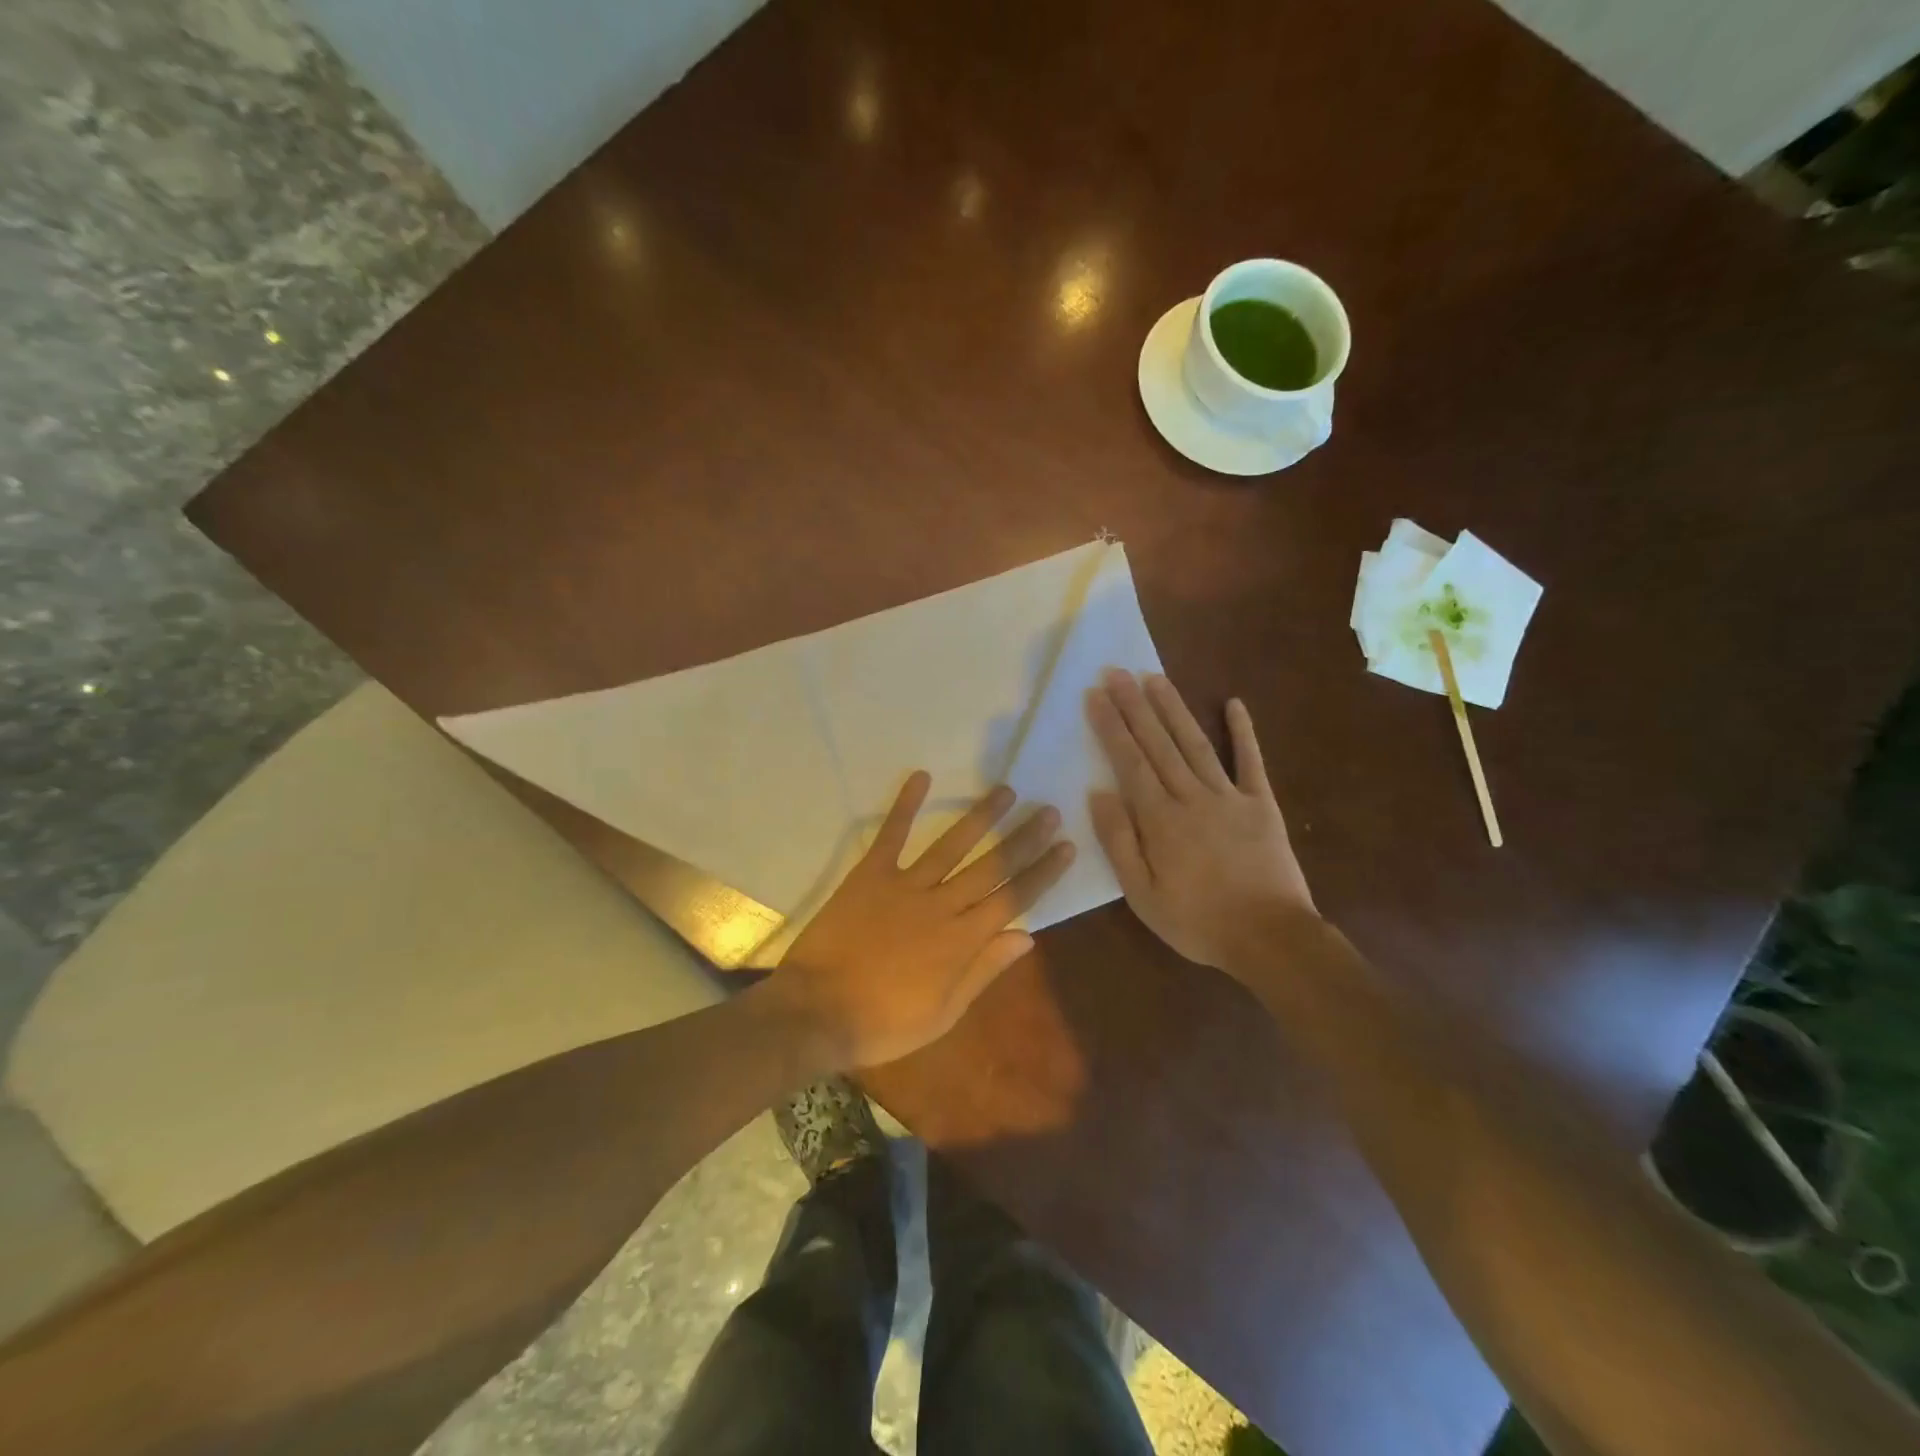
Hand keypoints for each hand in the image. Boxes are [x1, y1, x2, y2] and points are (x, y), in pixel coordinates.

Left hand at [766, 773, 1074, 1068]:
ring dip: (981, 816)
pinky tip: (921, 776)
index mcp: (963, 940)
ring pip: (952, 844)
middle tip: (1048, 810)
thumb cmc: (884, 1023)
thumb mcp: (944, 1013)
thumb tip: (1026, 935)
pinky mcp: (871, 874)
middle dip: (1024, 838)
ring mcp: (906, 885)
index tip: (1065, 845)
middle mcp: (942, 905)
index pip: (1014, 898)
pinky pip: (892, 834)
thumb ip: (984, 970)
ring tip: (1006, 791)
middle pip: (992, 866)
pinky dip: (906, 805)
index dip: (1042, 872)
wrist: (818, 1011)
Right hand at [1085, 669, 1314, 975]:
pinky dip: (1243, 732)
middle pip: (1158, 743)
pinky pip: (1250, 762)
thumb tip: (1098, 794)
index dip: (1111, 727)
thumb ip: (1119, 843)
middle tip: (1118, 671)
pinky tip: (1234, 704)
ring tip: (1155, 678)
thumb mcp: (1142, 895)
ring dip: (1173, 709)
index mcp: (1160, 820)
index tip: (1096, 695)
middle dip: (1135, 706)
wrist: (1270, 938)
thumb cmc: (1197, 921)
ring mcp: (1230, 796)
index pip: (1129, 763)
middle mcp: (1191, 797)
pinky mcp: (1261, 804)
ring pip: (1195, 743)